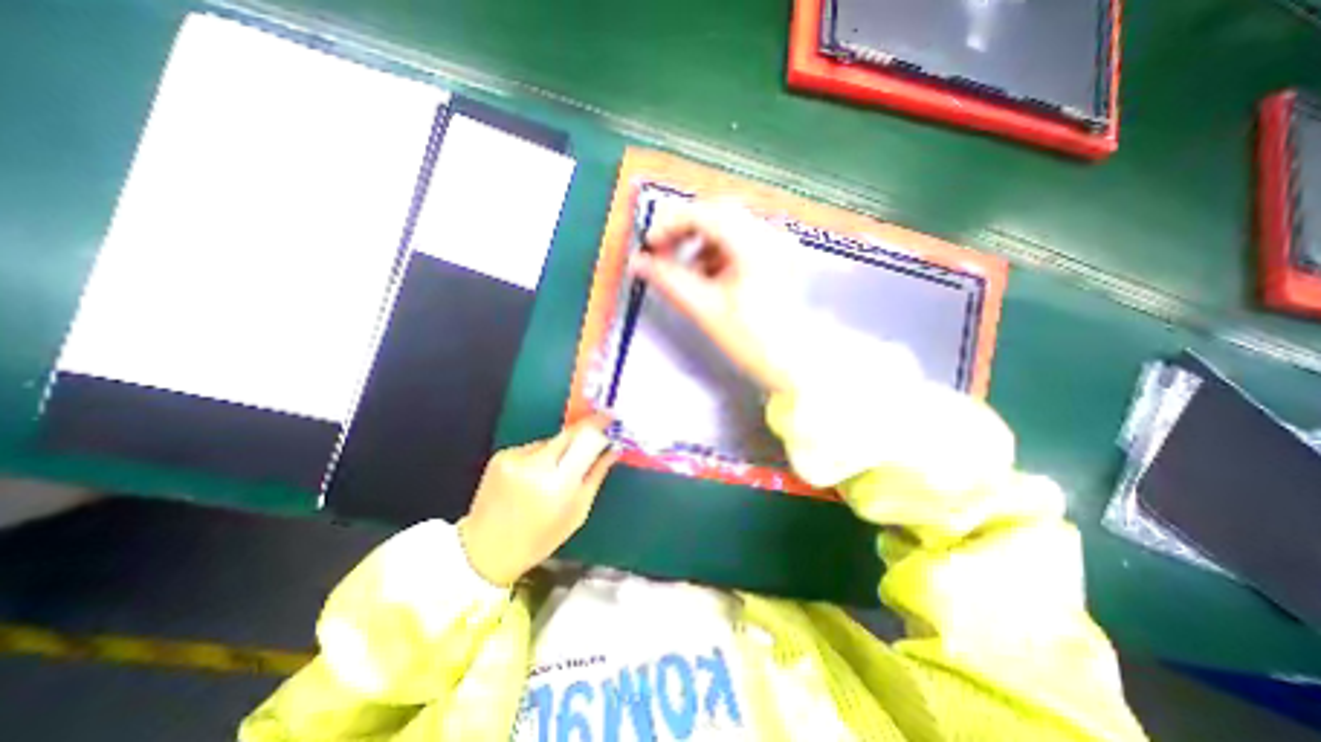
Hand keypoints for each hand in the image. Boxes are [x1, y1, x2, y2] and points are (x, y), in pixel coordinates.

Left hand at [460, 416, 620, 585]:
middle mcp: (535, 464)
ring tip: (558, 471)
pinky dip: (541, 456)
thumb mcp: (578, 512)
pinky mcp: (502, 456)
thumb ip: (596, 475)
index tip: (611, 418)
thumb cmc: (540, 538)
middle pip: (568, 434)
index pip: (584, 440)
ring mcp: (515, 457)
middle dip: (584, 433)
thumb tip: (613, 449)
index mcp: (558, 483)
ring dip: (562, 449)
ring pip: (551, 440)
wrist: (484, 550)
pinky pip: (533, 447)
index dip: (599, 425)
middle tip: (595, 437)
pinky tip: (536, 476)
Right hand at [633, 198, 798, 392]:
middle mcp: (770, 234)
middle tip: (664, 253)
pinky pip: (743, 241)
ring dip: (702, 242)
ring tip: (690, 272)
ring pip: (730, 226)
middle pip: (718, 213)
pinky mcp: (779, 257)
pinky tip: (713, 277)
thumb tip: (637, 262)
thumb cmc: (752, 340)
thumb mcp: (704, 309)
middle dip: (685, 230)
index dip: (670, 224)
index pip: (704, 213)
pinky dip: (721, 252)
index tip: (650, 246)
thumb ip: (668, 281)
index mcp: (754, 244)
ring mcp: (779, 244)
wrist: (795, 364)